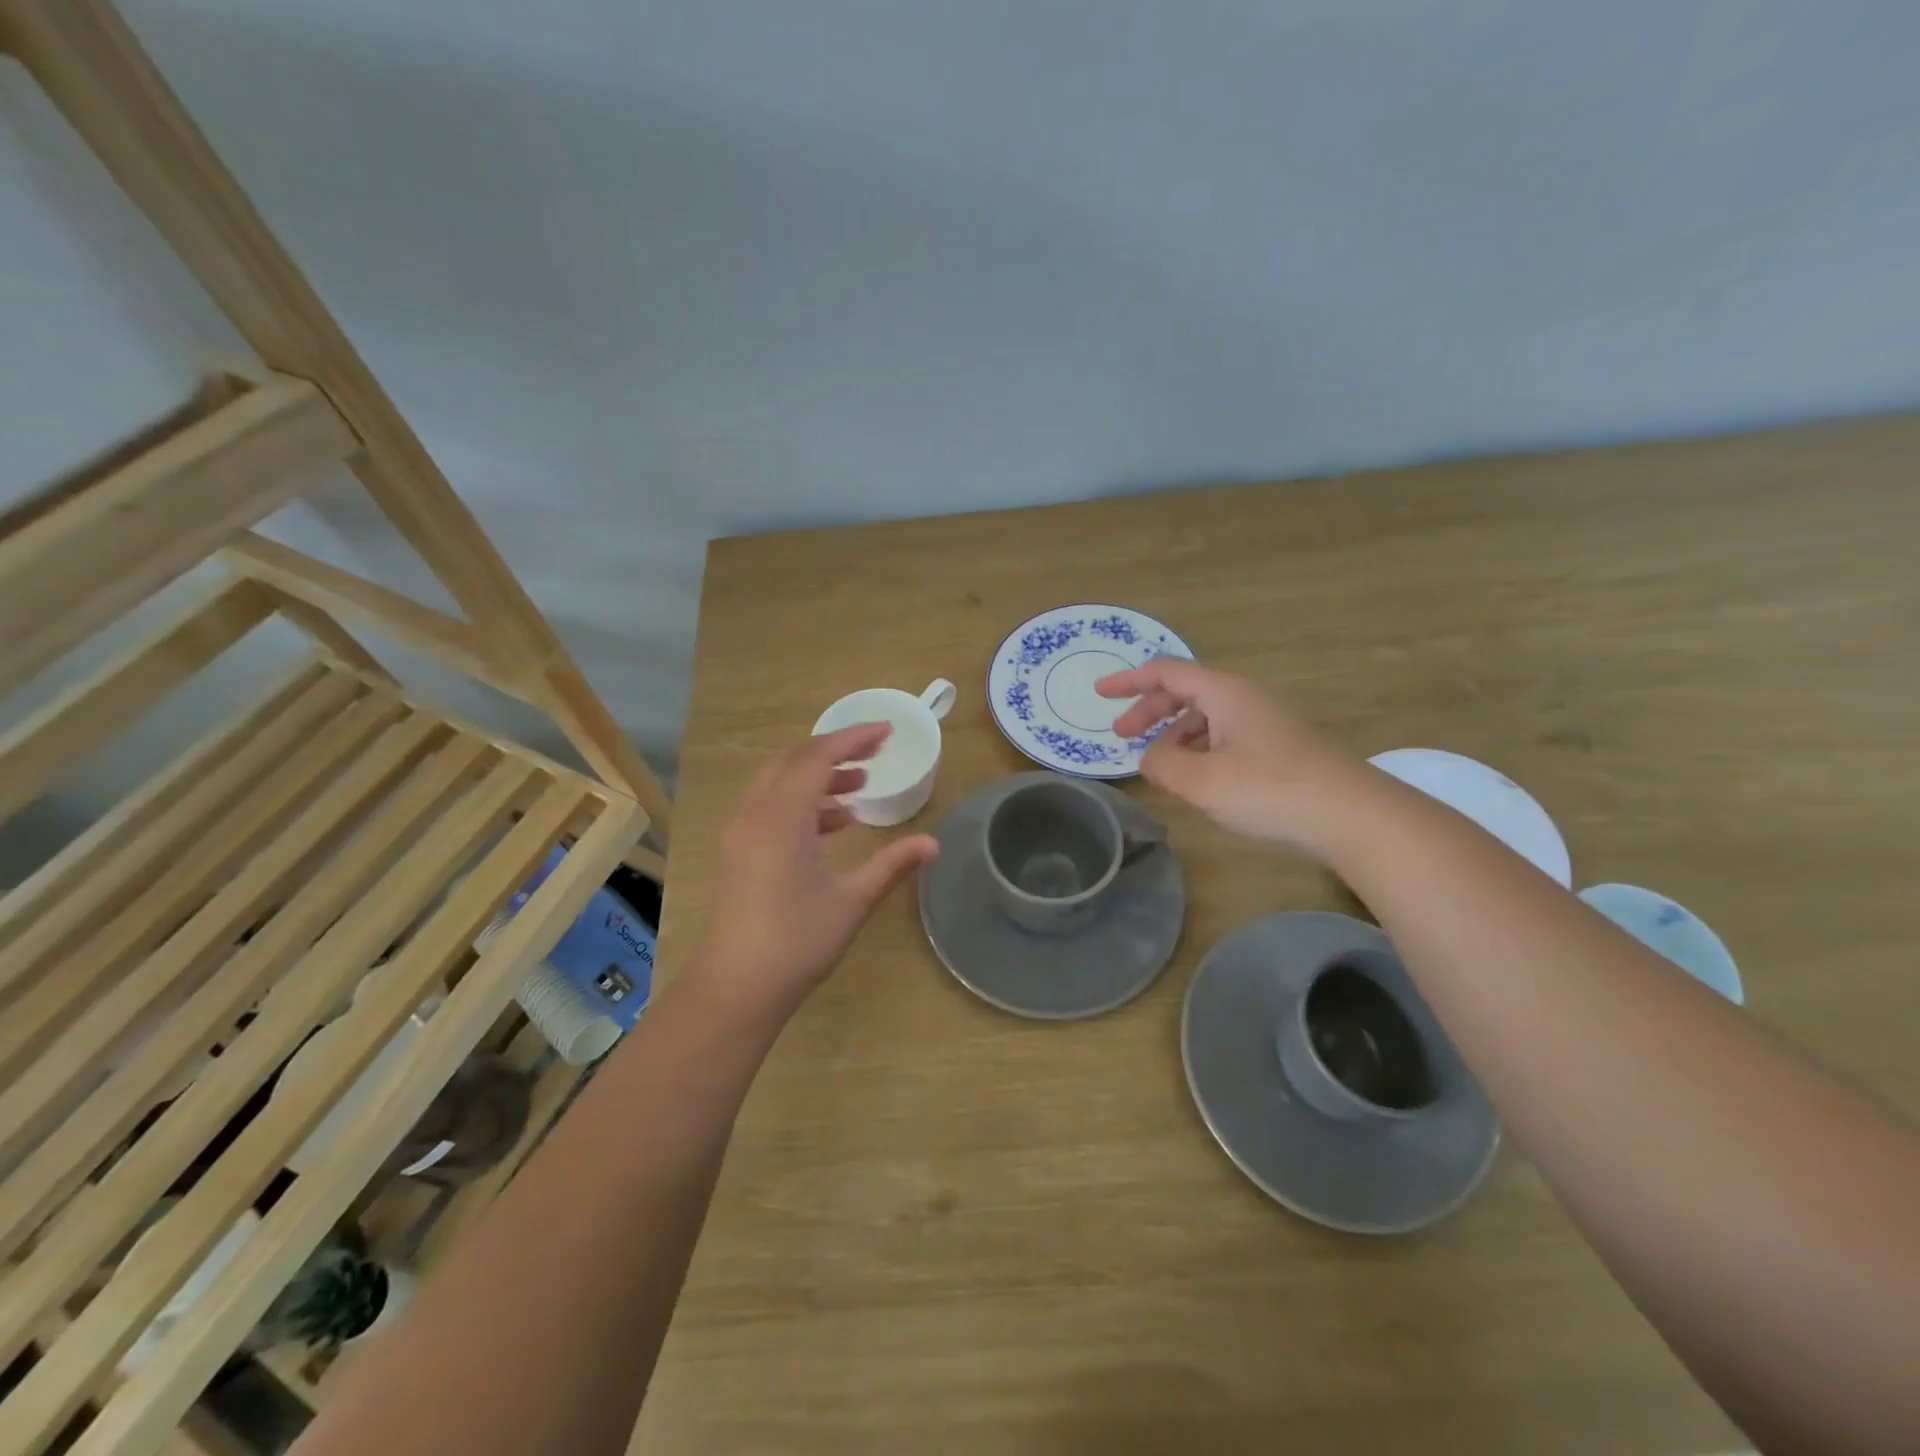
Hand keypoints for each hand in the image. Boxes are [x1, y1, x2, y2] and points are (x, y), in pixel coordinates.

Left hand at [696, 724, 937, 1021]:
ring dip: (817, 776)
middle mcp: (755, 814)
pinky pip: (770, 806)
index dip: (853, 739)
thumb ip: (892, 865)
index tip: (887, 732)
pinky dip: (802, 802)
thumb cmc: (797, 942)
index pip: (817, 757)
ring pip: (779, 782)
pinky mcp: (738, 851)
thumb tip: (932, 844)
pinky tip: (834, 823)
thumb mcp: (852, 901)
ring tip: (859, 787)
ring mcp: (741, 833)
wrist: (736, 988)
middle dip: (835, 751)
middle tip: (874, 754)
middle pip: (793, 760)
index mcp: (781, 818)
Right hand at [1097, 659, 1361, 855]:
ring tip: (1157, 762)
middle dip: (1148, 710)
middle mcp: (1245, 698)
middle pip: (1185, 692)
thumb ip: (1163, 765)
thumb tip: (1149, 757)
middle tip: (1120, 736)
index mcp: (1224, 693)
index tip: (1099, 694)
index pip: (1166, 672)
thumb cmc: (1269, 790)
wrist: (1352, 815)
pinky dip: (1198, 747)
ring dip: (1174, 732)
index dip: (1129, 681)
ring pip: (1206, 715)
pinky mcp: (1279, 746)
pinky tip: (1196, 775)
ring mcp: (1265, 721)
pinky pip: (1225, 734)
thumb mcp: (1202, 782)